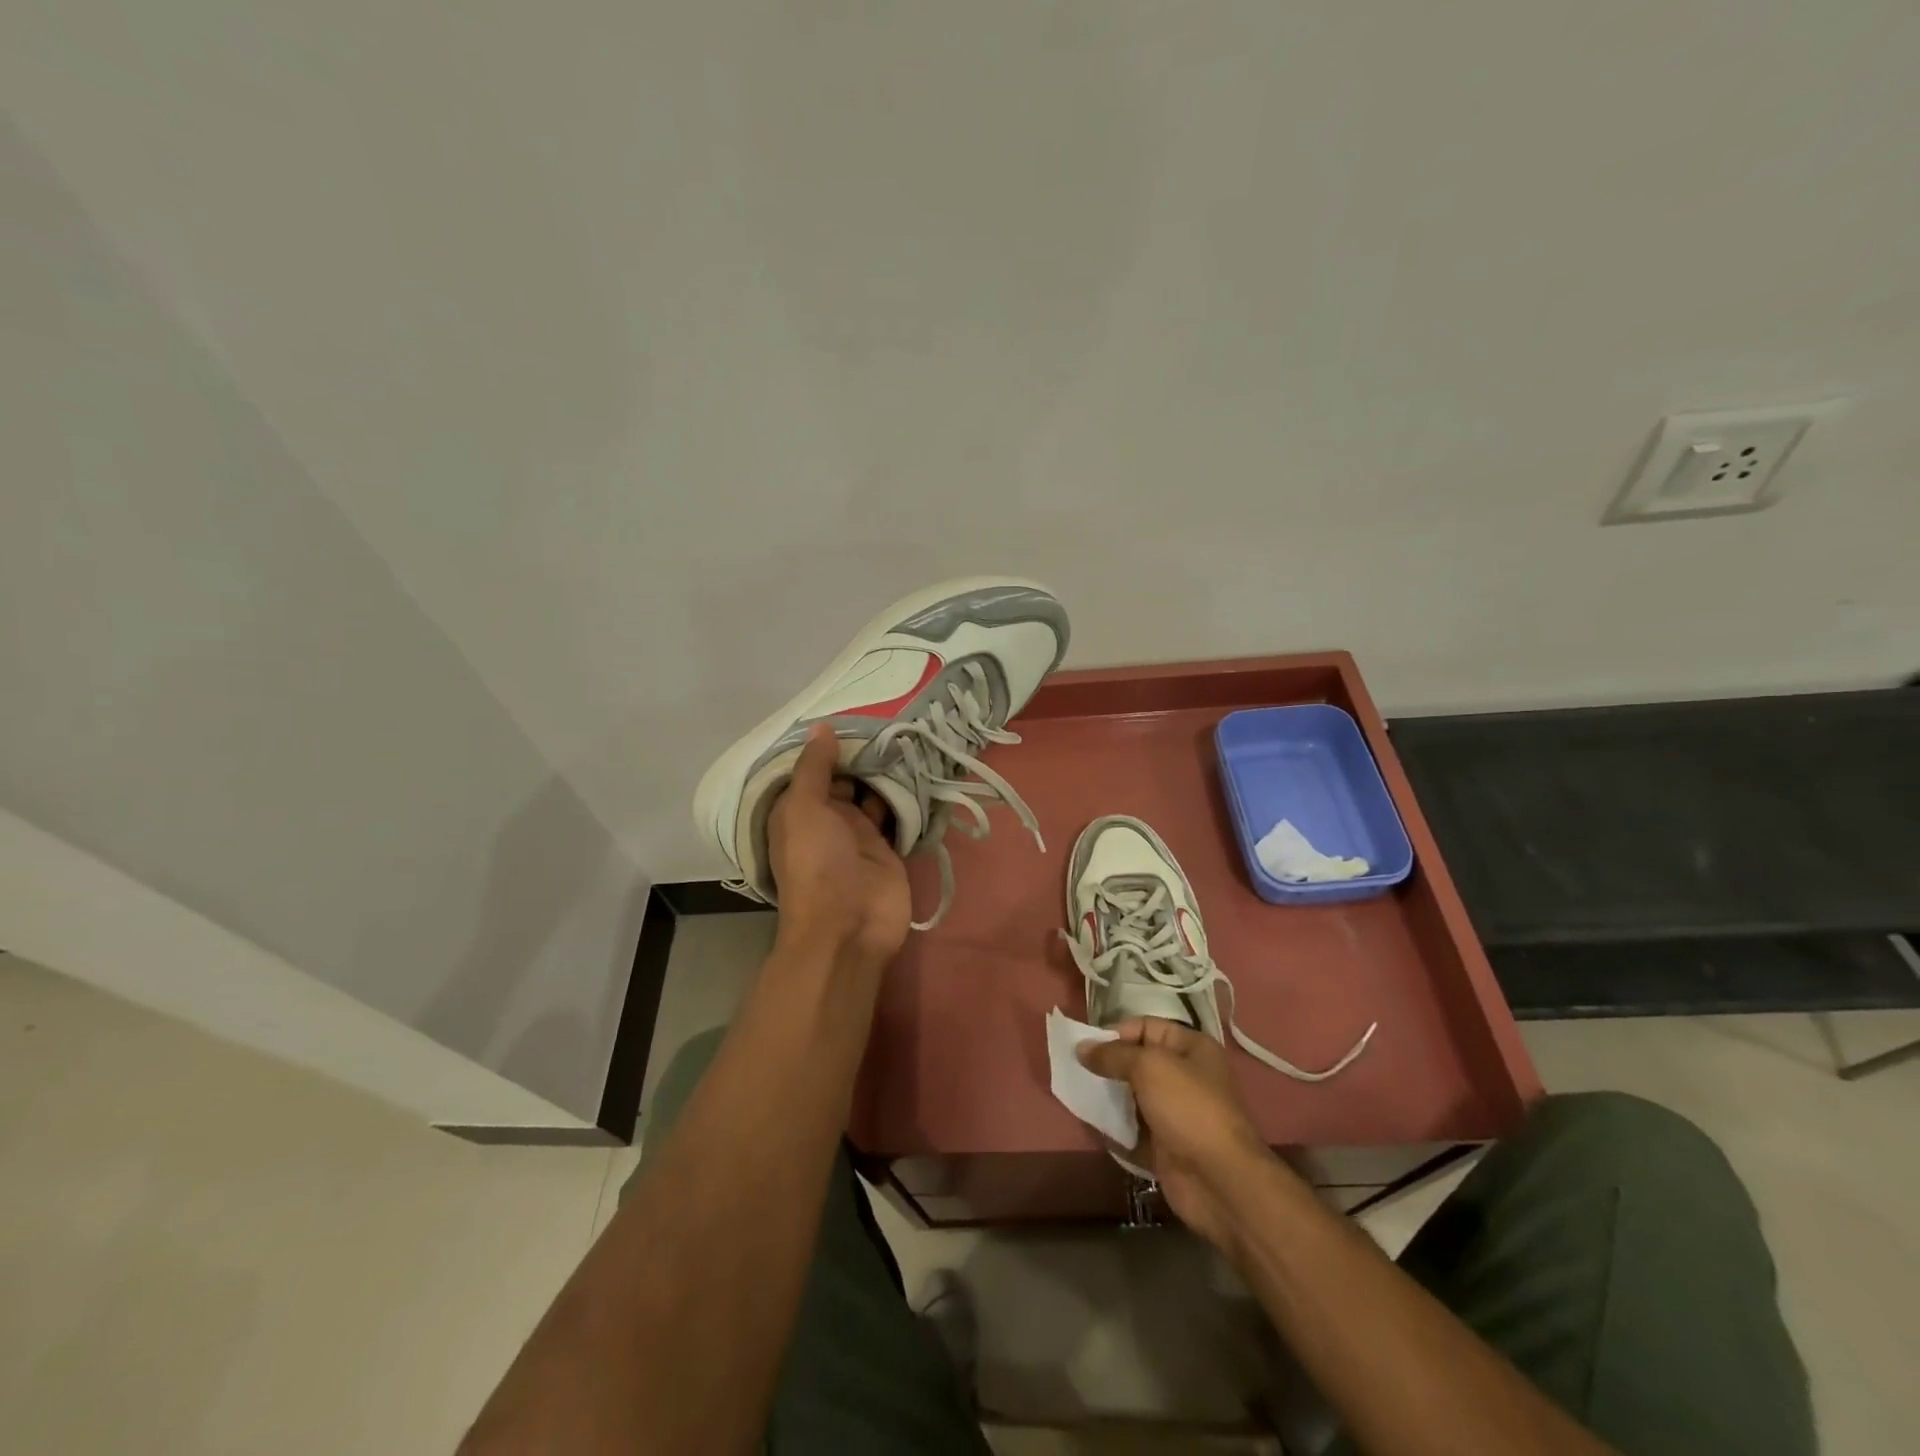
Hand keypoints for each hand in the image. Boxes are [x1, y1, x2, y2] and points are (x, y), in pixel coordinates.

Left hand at [767, 724, 911, 974]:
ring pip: (875, 793)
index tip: (856, 712)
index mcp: (800, 809)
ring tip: (911, 734)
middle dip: (865, 754)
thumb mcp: (804, 809)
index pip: (814, 768)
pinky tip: (922, 767)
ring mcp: (860, 833)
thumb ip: (814, 768)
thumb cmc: (817, 864)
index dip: (831, 744)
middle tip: (893, 718)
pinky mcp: (888, 847)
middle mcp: (829, 817)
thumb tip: (821, 727)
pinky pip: (898, 813)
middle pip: (848, 777)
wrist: (849, 926)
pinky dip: (907, 796)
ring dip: (889, 772)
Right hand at [1080, 1018, 1274, 1249]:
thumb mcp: (1148, 1067)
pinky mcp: (1165, 1146)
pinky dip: (1114, 1128)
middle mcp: (1186, 1077)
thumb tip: (1081, 1047)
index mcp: (1192, 1048)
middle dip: (1108, 1065)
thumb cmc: (1188, 1108)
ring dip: (1108, 1097)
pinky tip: (1091, 1123)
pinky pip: (1132, 1130)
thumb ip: (1112, 1055)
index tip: (1088, 1046)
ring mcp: (1175, 1114)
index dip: (1117, 1033)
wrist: (1219, 1181)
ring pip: (1133, 1097)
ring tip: (1079, 1094)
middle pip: (1138, 1062)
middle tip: (1077, 1070)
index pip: (1147, 1027)